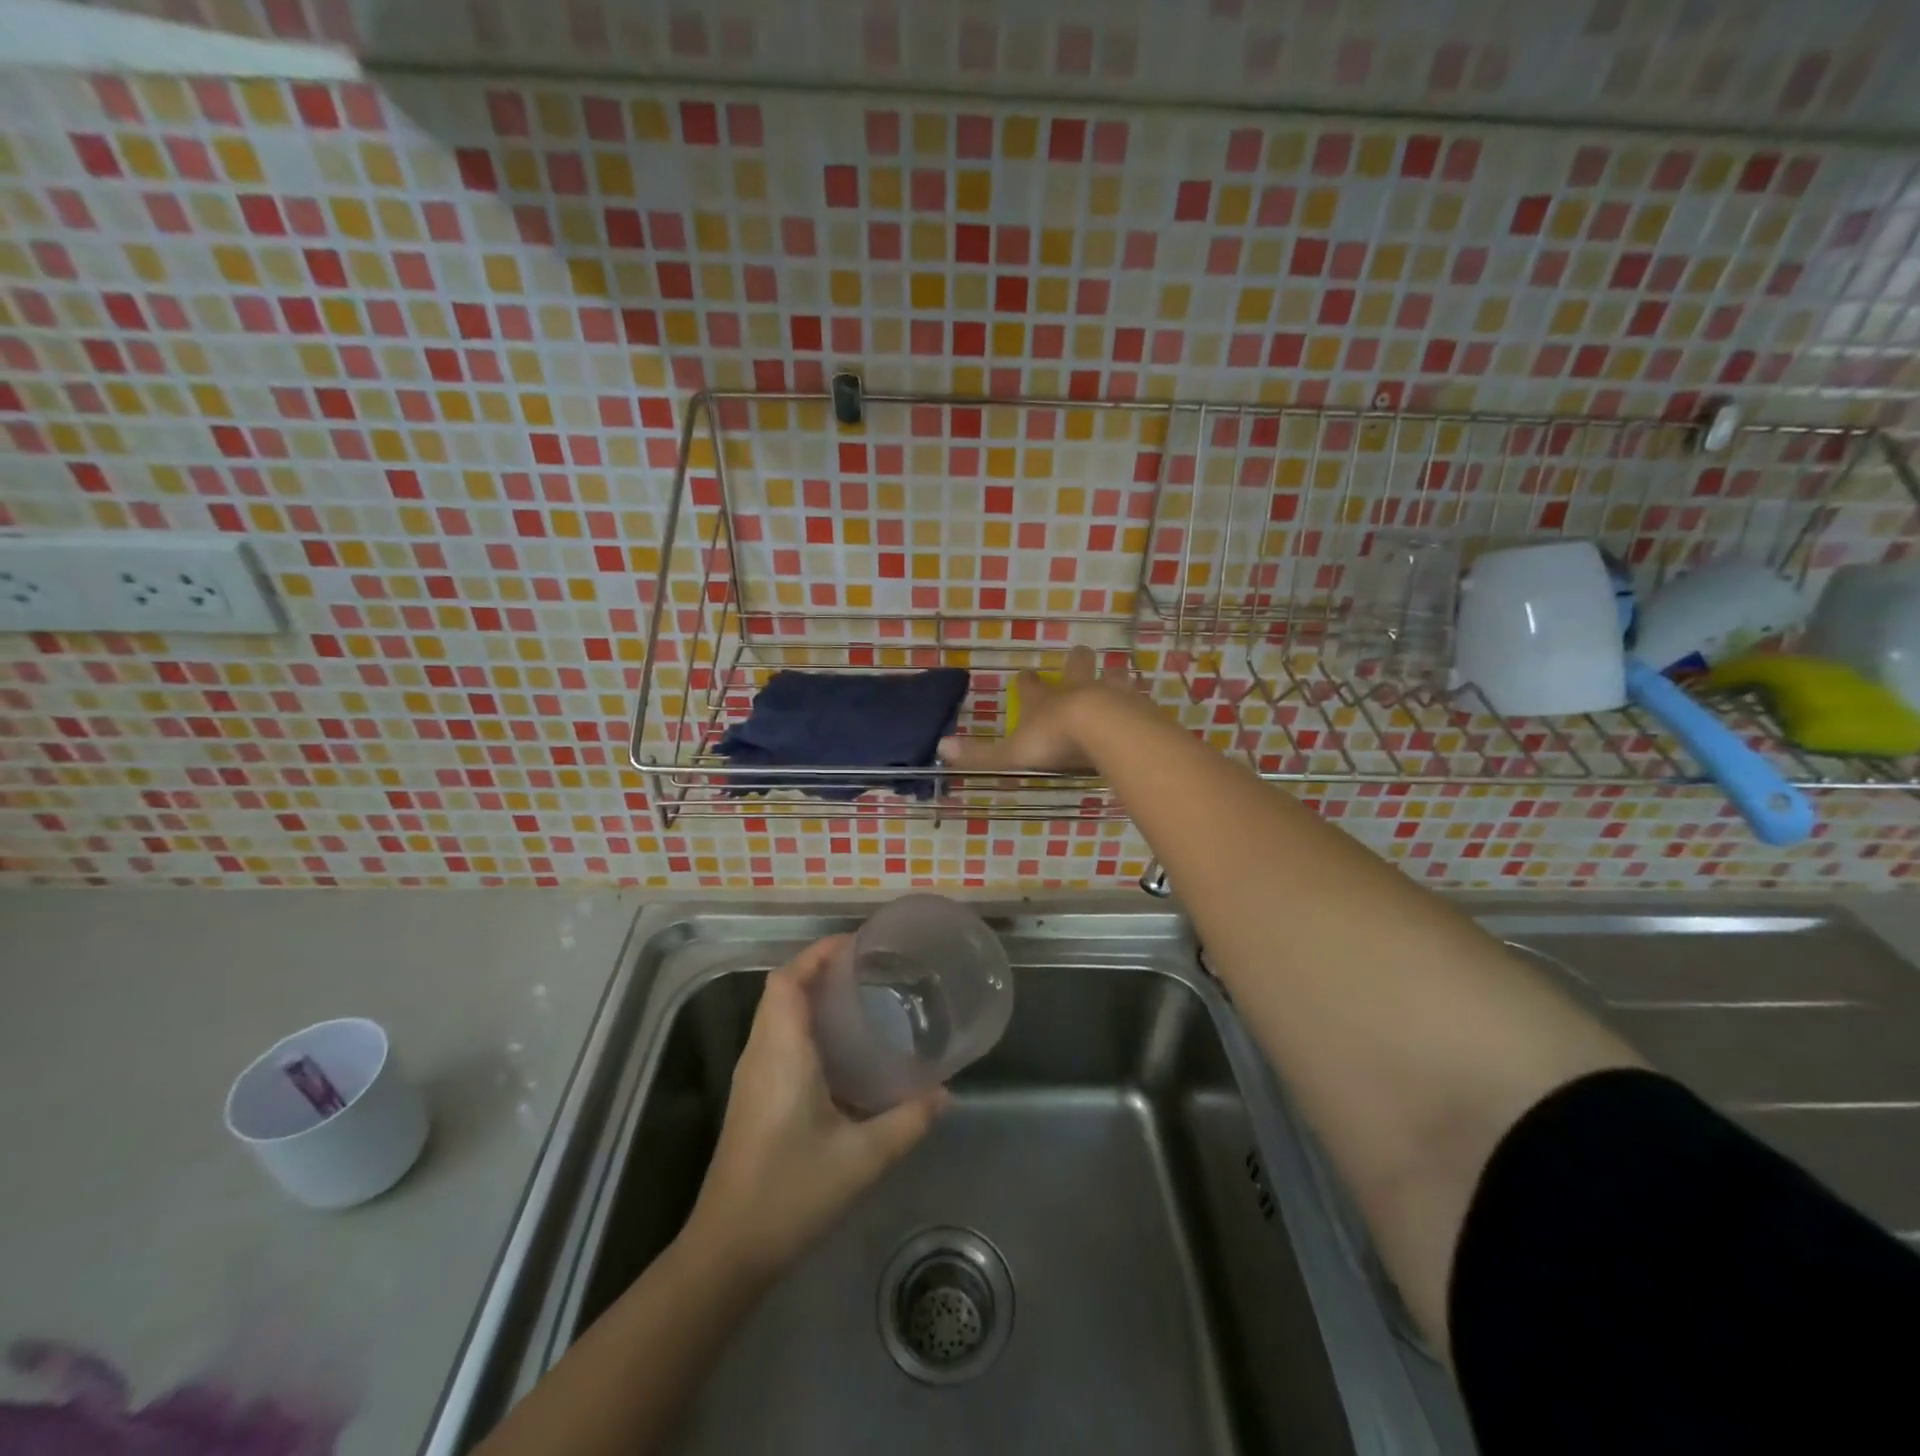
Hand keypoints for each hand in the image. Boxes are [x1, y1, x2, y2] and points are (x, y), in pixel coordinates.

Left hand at [686, 936, 947, 1278]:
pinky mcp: (753, 1097)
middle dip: (820, 968)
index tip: (858, 944)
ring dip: (811, 995)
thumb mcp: (861, 1158)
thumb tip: (946, 1094)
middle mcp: (761, 1053)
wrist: (728, 1250)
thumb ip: (908, 1121)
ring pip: (777, 1014)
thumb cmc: (791, 1193)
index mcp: (782, 1052)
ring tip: (860, 998)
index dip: (818, 953)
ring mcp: (753, 1076)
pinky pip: (777, 1038)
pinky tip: (841, 1049)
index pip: (788, 980)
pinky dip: (805, 1024)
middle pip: (782, 990)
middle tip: (869, 969)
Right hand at [938, 645, 1133, 773]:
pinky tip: (1142, 708)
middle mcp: (1075, 690)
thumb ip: (979, 754)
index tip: (1025, 677)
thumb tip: (941, 748)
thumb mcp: (1010, 754)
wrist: (1103, 730)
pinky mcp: (1136, 706)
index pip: (1030, 685)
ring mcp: (1109, 694)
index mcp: (1043, 700)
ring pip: (1112, 675)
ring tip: (1116, 677)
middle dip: (1076, 662)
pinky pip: (1138, 699)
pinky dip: (1137, 702)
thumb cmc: (1053, 740)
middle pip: (1076, 666)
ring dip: (1112, 676)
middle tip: (1078, 657)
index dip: (1027, 682)